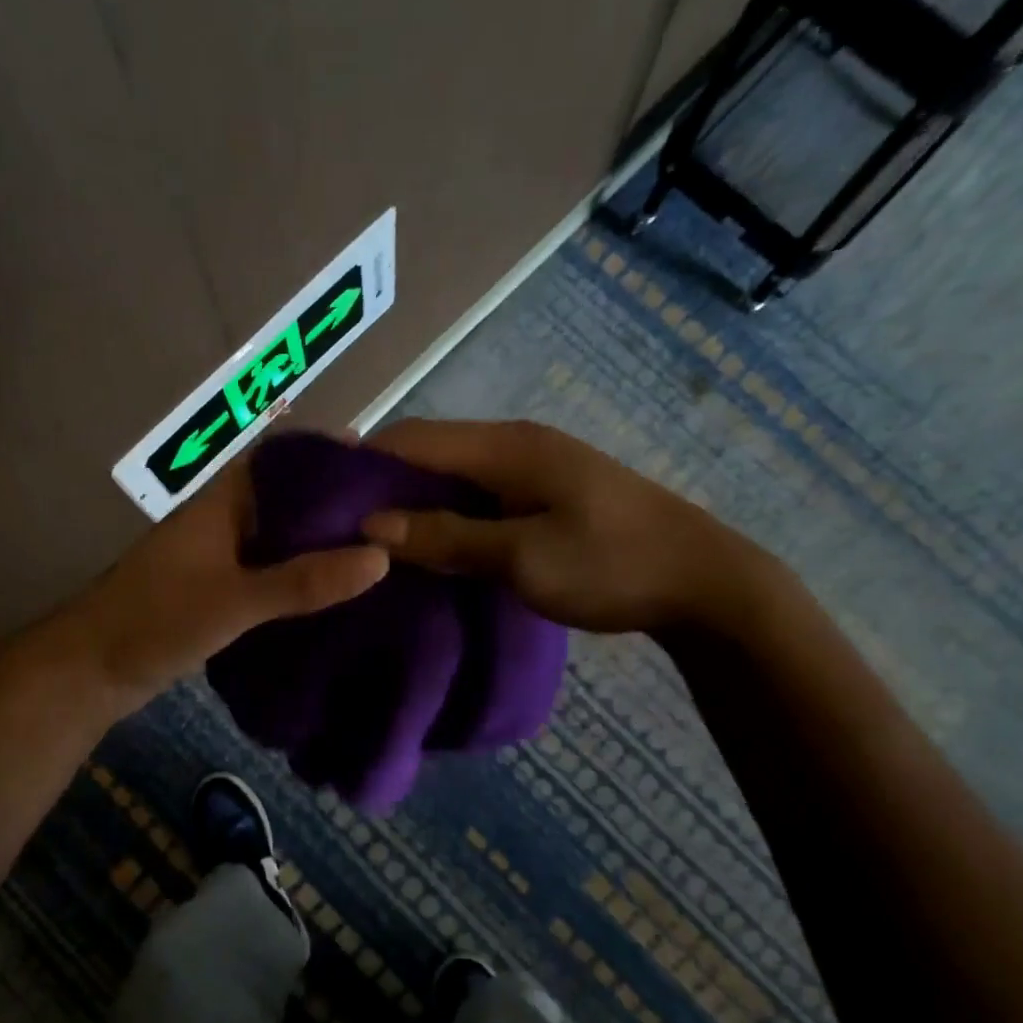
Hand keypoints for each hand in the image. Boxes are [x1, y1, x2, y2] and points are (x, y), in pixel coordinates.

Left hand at [53, 453, 387, 711]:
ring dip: (323, 543)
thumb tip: (380, 557)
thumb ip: (302, 582)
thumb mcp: (234, 601)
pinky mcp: (221, 591)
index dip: (328, 457)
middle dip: (337, 505)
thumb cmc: (156, 621)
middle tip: (397, 514)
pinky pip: (273, 573)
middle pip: (289, 500)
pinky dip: (304, 576)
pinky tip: (339, 591)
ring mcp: (222, 558)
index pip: (282, 461)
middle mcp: (225, 522)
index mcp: (222, 503)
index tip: (381, 466)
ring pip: (283, 539)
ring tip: (383, 549)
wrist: (91, 673)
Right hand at [361, 418, 760, 634]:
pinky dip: (448, 517)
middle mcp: (514, 445)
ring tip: (375, 544)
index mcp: (506, 447)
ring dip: (415, 505)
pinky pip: (478, 498)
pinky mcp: (545, 495)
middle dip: (383, 487)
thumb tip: (372, 525)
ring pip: (453, 478)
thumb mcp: (522, 557)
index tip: (320, 501)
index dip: (362, 464)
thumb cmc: (611, 566)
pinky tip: (431, 548)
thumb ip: (447, 537)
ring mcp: (533, 469)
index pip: (413, 440)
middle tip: (341, 531)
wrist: (702, 582)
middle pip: (429, 454)